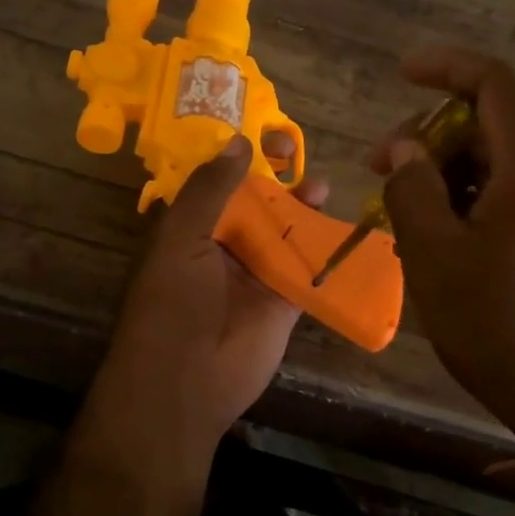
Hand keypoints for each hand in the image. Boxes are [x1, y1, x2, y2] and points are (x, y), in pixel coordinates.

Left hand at [81, 135, 326, 479]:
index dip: (238, 156)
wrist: (187, 381)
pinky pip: (307, 268)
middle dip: (275, 177)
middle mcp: (223, 246)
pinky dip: (324, 249)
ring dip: (301, 208)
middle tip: (296, 150)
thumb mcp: (182, 238)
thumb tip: (238, 142)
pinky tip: (341, 227)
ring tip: (321, 186)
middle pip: (255, 202)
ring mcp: (256, 274)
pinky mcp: (285, 301)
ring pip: (284, 231)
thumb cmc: (173, 302)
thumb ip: (210, 190)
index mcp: (191, 229)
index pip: (217, 182)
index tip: (261, 133)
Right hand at [373, 46, 514, 449]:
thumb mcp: (435, 254)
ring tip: (398, 210)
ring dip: (441, 170)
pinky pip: (504, 194)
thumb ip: (413, 188)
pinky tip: (432, 234)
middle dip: (428, 133)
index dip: (446, 66)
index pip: (493, 83)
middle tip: (379, 167)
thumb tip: (405, 149)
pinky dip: (463, 198)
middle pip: (487, 123)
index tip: (401, 73)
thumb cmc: (498, 323)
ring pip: (493, 161)